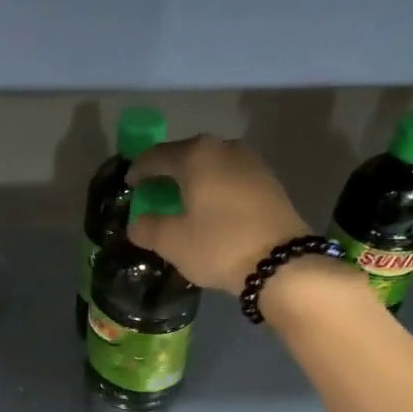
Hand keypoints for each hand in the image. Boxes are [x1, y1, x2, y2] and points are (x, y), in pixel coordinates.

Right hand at [127, 135, 310, 293]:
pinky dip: (216, 187)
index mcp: (196, 155)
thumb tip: (137, 223)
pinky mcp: (269, 181)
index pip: (156, 156)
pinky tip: (211, 207)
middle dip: (168, 172)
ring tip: (183, 200)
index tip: (130, 184)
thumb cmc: (219, 246)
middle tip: (154, 191)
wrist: (283, 263)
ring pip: (212, 165)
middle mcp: (224, 148)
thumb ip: (146, 227)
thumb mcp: (172, 242)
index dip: (139, 170)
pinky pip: (231, 177)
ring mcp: (252, 162)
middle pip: (186, 155)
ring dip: (194, 179)